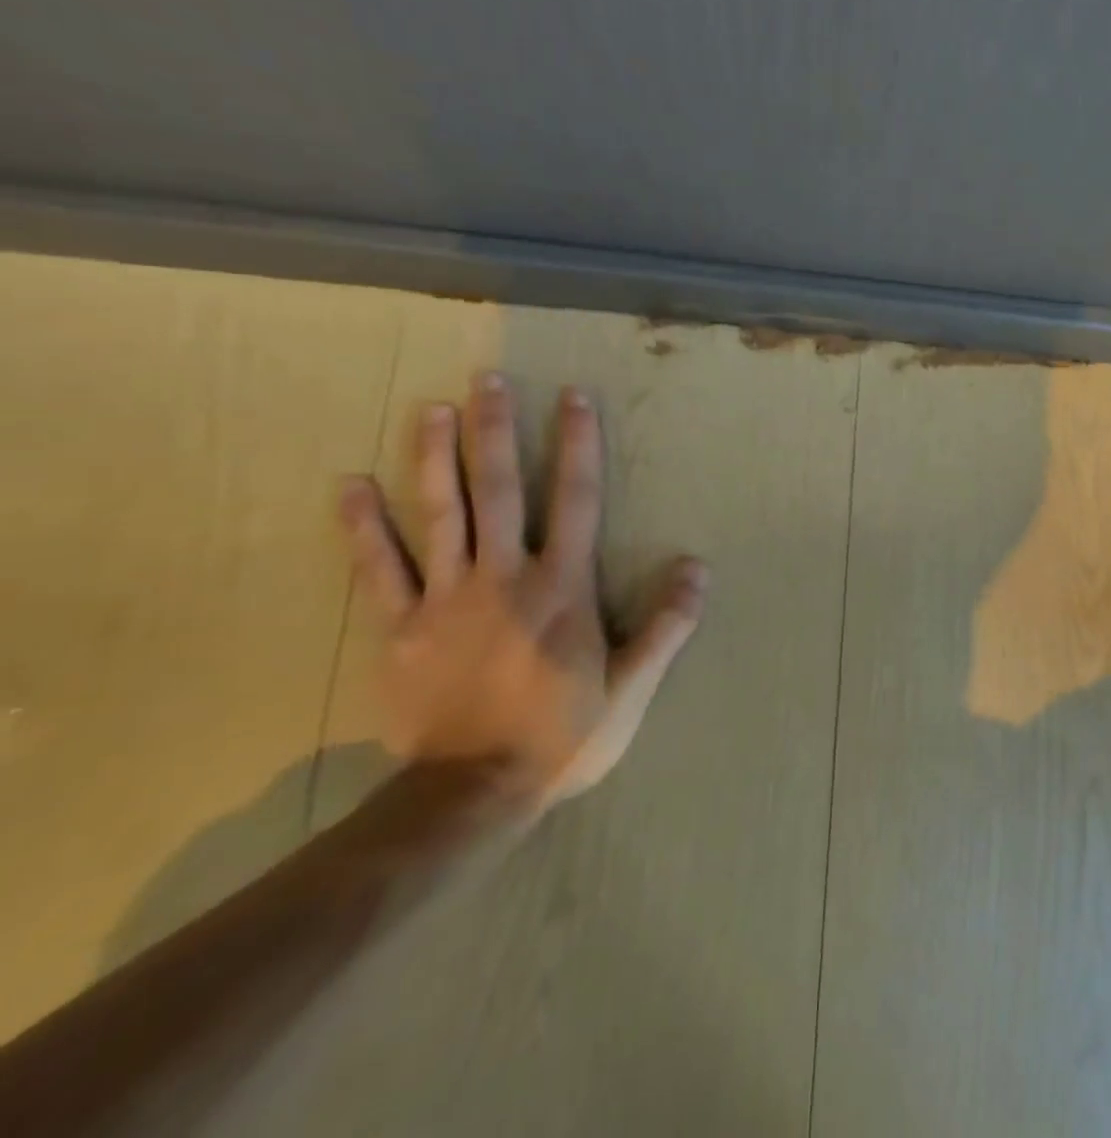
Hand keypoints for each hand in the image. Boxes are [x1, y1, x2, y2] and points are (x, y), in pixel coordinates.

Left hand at [337, 372, 705, 809]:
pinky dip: (363, 527)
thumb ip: (667, 625)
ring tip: (429, 409)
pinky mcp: (400, 628)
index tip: (573, 397)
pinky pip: (378, 569)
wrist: (472, 794)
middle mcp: (505, 576)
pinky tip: (349, 486)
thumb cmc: (562, 734)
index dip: (578, 444)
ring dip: (435, 458)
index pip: (577, 498)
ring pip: (440, 514)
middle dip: (496, 430)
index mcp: (563, 586)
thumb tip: (698, 567)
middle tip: (487, 379)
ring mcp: (446, 598)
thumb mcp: (633, 686)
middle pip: (501, 490)